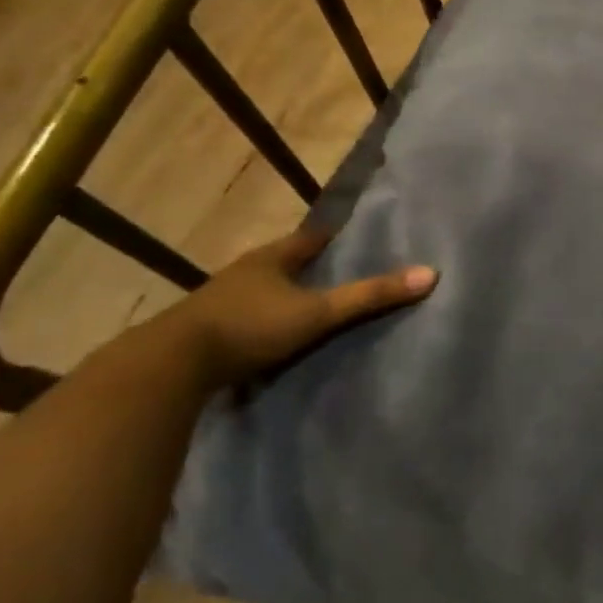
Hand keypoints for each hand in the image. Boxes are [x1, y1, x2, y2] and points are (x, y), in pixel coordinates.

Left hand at [162, 229, 436, 390]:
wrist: (171, 365)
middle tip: (342, 272)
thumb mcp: (319, 312)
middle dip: (310, 266)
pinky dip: (264, 321)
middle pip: (285, 262)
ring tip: (313, 305)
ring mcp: (221, 301)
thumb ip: (371, 296)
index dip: (333, 236)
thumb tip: (430, 274)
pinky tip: (276, 336)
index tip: (356, 236)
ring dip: (284, 295)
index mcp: (271, 258)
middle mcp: (245, 272)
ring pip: (263, 290)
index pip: (310, 238)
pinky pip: (246, 318)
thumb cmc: (250, 326)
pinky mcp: (206, 331)